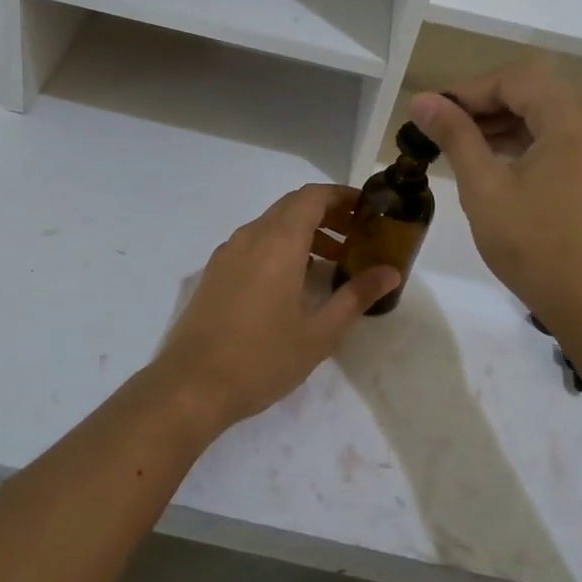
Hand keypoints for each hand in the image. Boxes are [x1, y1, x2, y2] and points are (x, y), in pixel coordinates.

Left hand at [151, 185, 401, 433]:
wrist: (191, 385)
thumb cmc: (263, 358)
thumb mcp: (320, 332)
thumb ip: (356, 296)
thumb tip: (390, 272)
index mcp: (278, 241)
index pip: (312, 196)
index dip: (341, 196)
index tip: (367, 210)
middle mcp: (250, 236)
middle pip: (292, 206)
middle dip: (326, 214)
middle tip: (356, 237)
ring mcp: (227, 253)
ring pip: (271, 225)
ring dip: (303, 233)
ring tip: (332, 263)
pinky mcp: (214, 272)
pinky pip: (253, 244)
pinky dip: (279, 248)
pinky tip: (293, 283)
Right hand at [410, 57, 581, 333]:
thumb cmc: (534, 245)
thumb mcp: (484, 187)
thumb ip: (455, 136)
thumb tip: (422, 100)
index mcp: (572, 117)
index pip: (513, 80)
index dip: (467, 90)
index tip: (429, 111)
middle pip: (532, 90)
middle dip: (483, 103)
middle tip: (439, 126)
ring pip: (545, 112)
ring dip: (502, 121)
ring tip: (458, 143)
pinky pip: (559, 135)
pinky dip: (524, 139)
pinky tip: (492, 159)